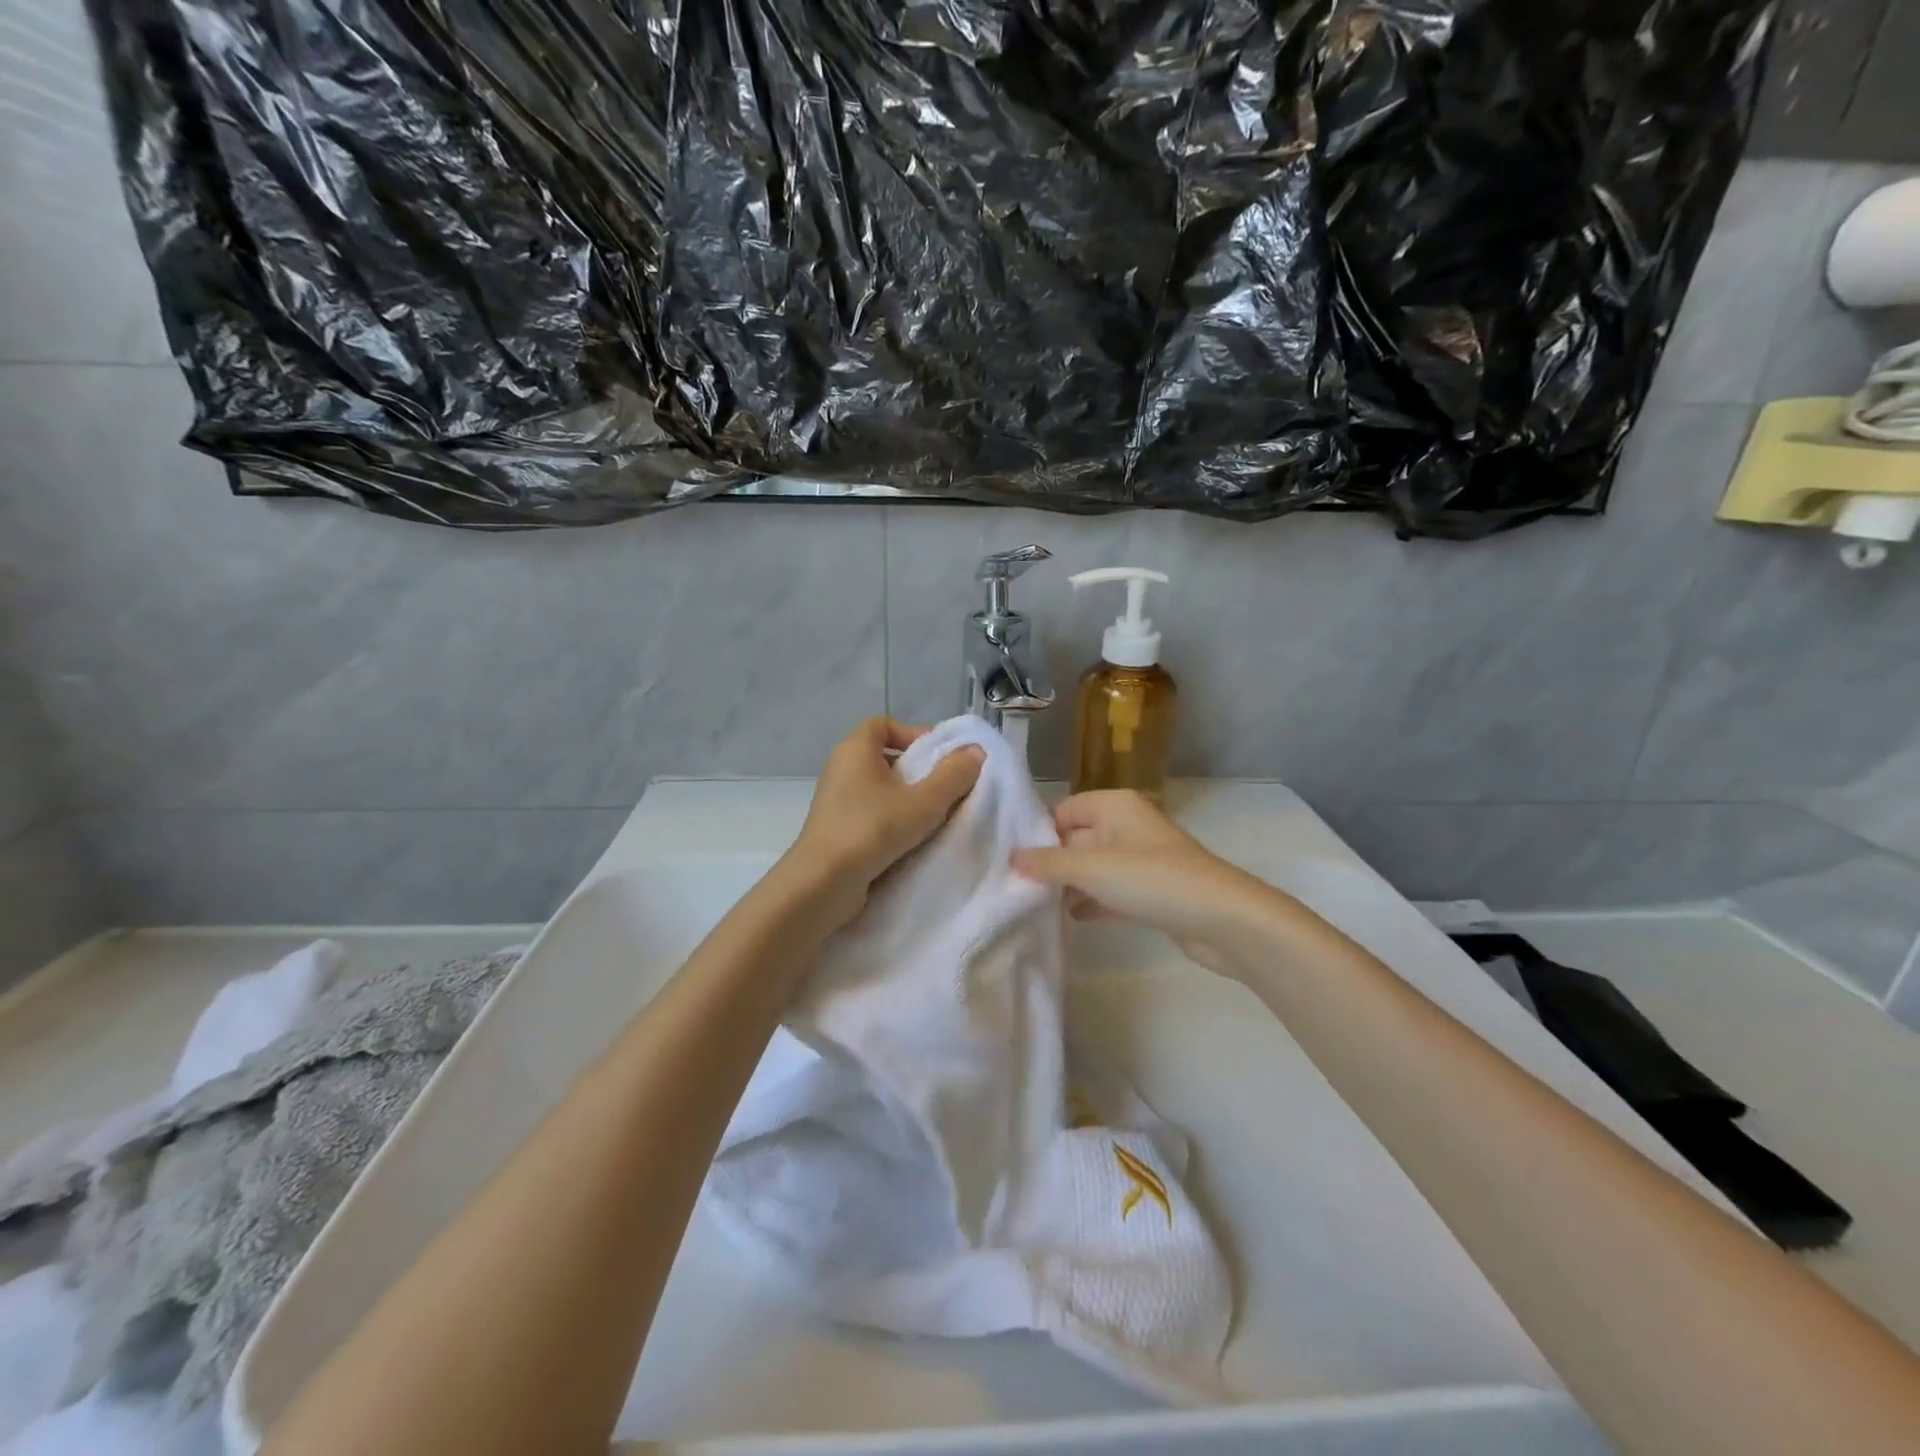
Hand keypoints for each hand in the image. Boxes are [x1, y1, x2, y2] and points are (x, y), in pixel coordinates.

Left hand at [783, 718, 983, 927]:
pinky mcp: (836, 829)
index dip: (912, 733)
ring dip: (907, 799)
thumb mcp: (923, 802)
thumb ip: (953, 775)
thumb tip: (975, 751)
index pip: (883, 724)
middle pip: (884, 756)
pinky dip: (891, 820)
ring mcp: (835, 801)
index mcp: (854, 749)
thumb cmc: (872, 829)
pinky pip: (870, 813)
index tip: (938, 757)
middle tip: (945, 789)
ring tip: (934, 817)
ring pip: (878, 788)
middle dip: (916, 770)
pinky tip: (913, 840)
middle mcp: (840, 768)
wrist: (822, 883)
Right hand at [1011, 790, 1286, 974]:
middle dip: (1050, 862)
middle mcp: (1127, 826)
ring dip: (1069, 885)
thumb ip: (1048, 863)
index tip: (1007, 860)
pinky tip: (1069, 920)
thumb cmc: (1152, 880)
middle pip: (1076, 839)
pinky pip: (1112, 892)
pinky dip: (1093, 902)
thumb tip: (1011, 858)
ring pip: (1094, 868)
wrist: (1223, 919)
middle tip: (1013, 886)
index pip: (1062, 810)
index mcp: (1114, 806)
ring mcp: (1142, 860)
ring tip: (1032, 905)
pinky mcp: (1152, 892)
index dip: (1036, 833)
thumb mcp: (1091, 868)